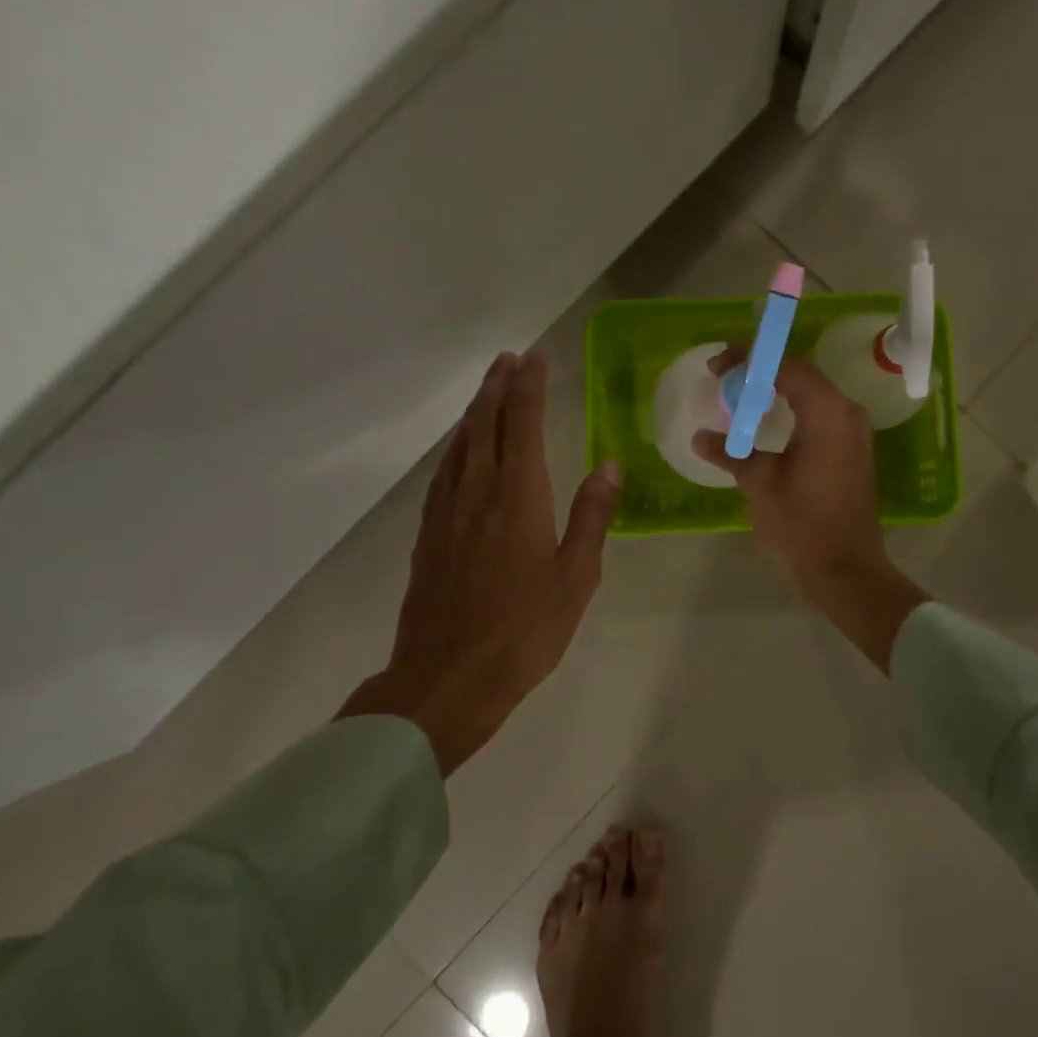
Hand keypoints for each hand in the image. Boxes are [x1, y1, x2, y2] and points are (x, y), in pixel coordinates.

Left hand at [339, 351, 620, 772]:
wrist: (446, 678)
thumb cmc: (523, 631)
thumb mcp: (575, 578)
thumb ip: (592, 516)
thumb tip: (608, 465)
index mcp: (519, 497)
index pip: (524, 424)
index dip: (530, 387)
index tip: (535, 358)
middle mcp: (478, 492)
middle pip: (485, 424)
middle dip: (497, 387)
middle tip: (508, 359)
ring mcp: (446, 512)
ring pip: (460, 445)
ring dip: (475, 411)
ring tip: (487, 389)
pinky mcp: (428, 533)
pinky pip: (444, 472)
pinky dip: (457, 446)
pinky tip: (461, 450)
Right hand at [692, 353, 926, 671]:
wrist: (845, 568)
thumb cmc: (801, 523)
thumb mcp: (759, 483)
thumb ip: (730, 452)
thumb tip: (700, 438)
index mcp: (827, 412)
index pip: (787, 366)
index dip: (749, 359)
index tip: (718, 363)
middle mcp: (847, 412)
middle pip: (801, 373)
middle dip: (761, 369)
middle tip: (723, 374)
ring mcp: (854, 430)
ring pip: (812, 391)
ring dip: (777, 387)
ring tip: (739, 392)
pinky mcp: (853, 447)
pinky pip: (820, 411)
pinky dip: (792, 406)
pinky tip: (766, 417)